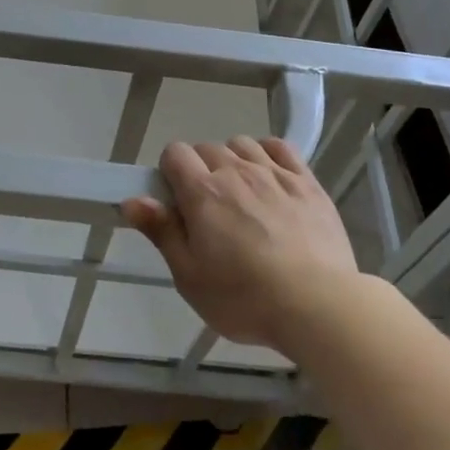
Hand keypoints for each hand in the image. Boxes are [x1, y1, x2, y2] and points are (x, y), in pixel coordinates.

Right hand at [121, 138, 358, 353]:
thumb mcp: (190, 276)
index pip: (175, 153)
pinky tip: (270, 176)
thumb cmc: (244, 298)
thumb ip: (161, 232)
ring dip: (234, 160)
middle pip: (207, 148)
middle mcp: (236, 171)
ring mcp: (275, 173)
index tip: (177, 203)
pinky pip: (280, 147)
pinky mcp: (306, 182)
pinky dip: (268, 153)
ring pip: (242, 144)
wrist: (317, 305)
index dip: (170, 173)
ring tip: (241, 195)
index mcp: (203, 192)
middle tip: (208, 211)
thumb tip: (132, 199)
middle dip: (200, 170)